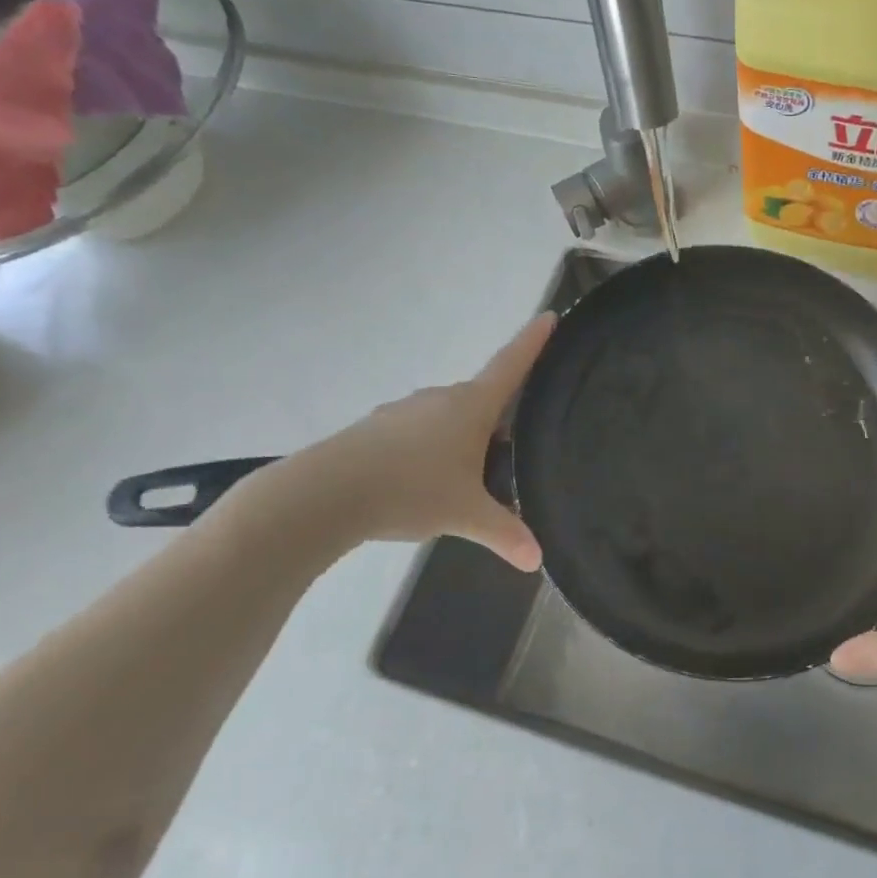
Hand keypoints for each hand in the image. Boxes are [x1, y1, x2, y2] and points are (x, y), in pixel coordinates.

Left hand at [230, 314, 555, 569]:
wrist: (326, 494)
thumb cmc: (411, 490)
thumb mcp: (466, 515)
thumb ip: (505, 534)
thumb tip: (537, 561)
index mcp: (471, 406)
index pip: (511, 364)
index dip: (533, 341)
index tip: (550, 315)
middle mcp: (440, 398)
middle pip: (483, 399)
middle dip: (499, 420)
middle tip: (513, 453)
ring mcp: (405, 410)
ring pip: (449, 418)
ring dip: (464, 439)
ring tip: (467, 481)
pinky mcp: (378, 428)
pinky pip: (419, 432)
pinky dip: (432, 450)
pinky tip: (424, 484)